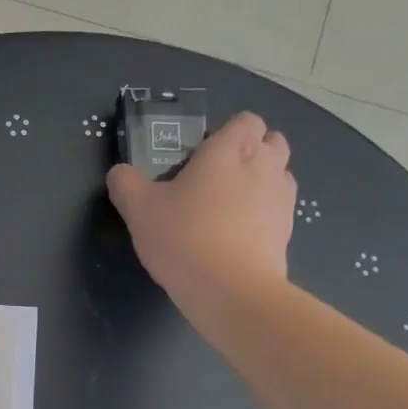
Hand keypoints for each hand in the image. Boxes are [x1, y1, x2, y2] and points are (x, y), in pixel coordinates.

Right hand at [107, 109, 295, 309]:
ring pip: (279, 175)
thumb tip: (120, 173)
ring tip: (227, 208)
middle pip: (271, 141)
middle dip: (250, 152)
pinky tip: (236, 236)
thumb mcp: (138, 209)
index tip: (200, 157)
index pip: (245, 120)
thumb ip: (125, 183)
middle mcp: (265, 164)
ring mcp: (282, 197)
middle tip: (216, 178)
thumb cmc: (183, 236)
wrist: (229, 288)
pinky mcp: (288, 230)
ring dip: (260, 182)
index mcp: (230, 148)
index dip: (225, 133)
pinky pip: (278, 209)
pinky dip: (263, 215)